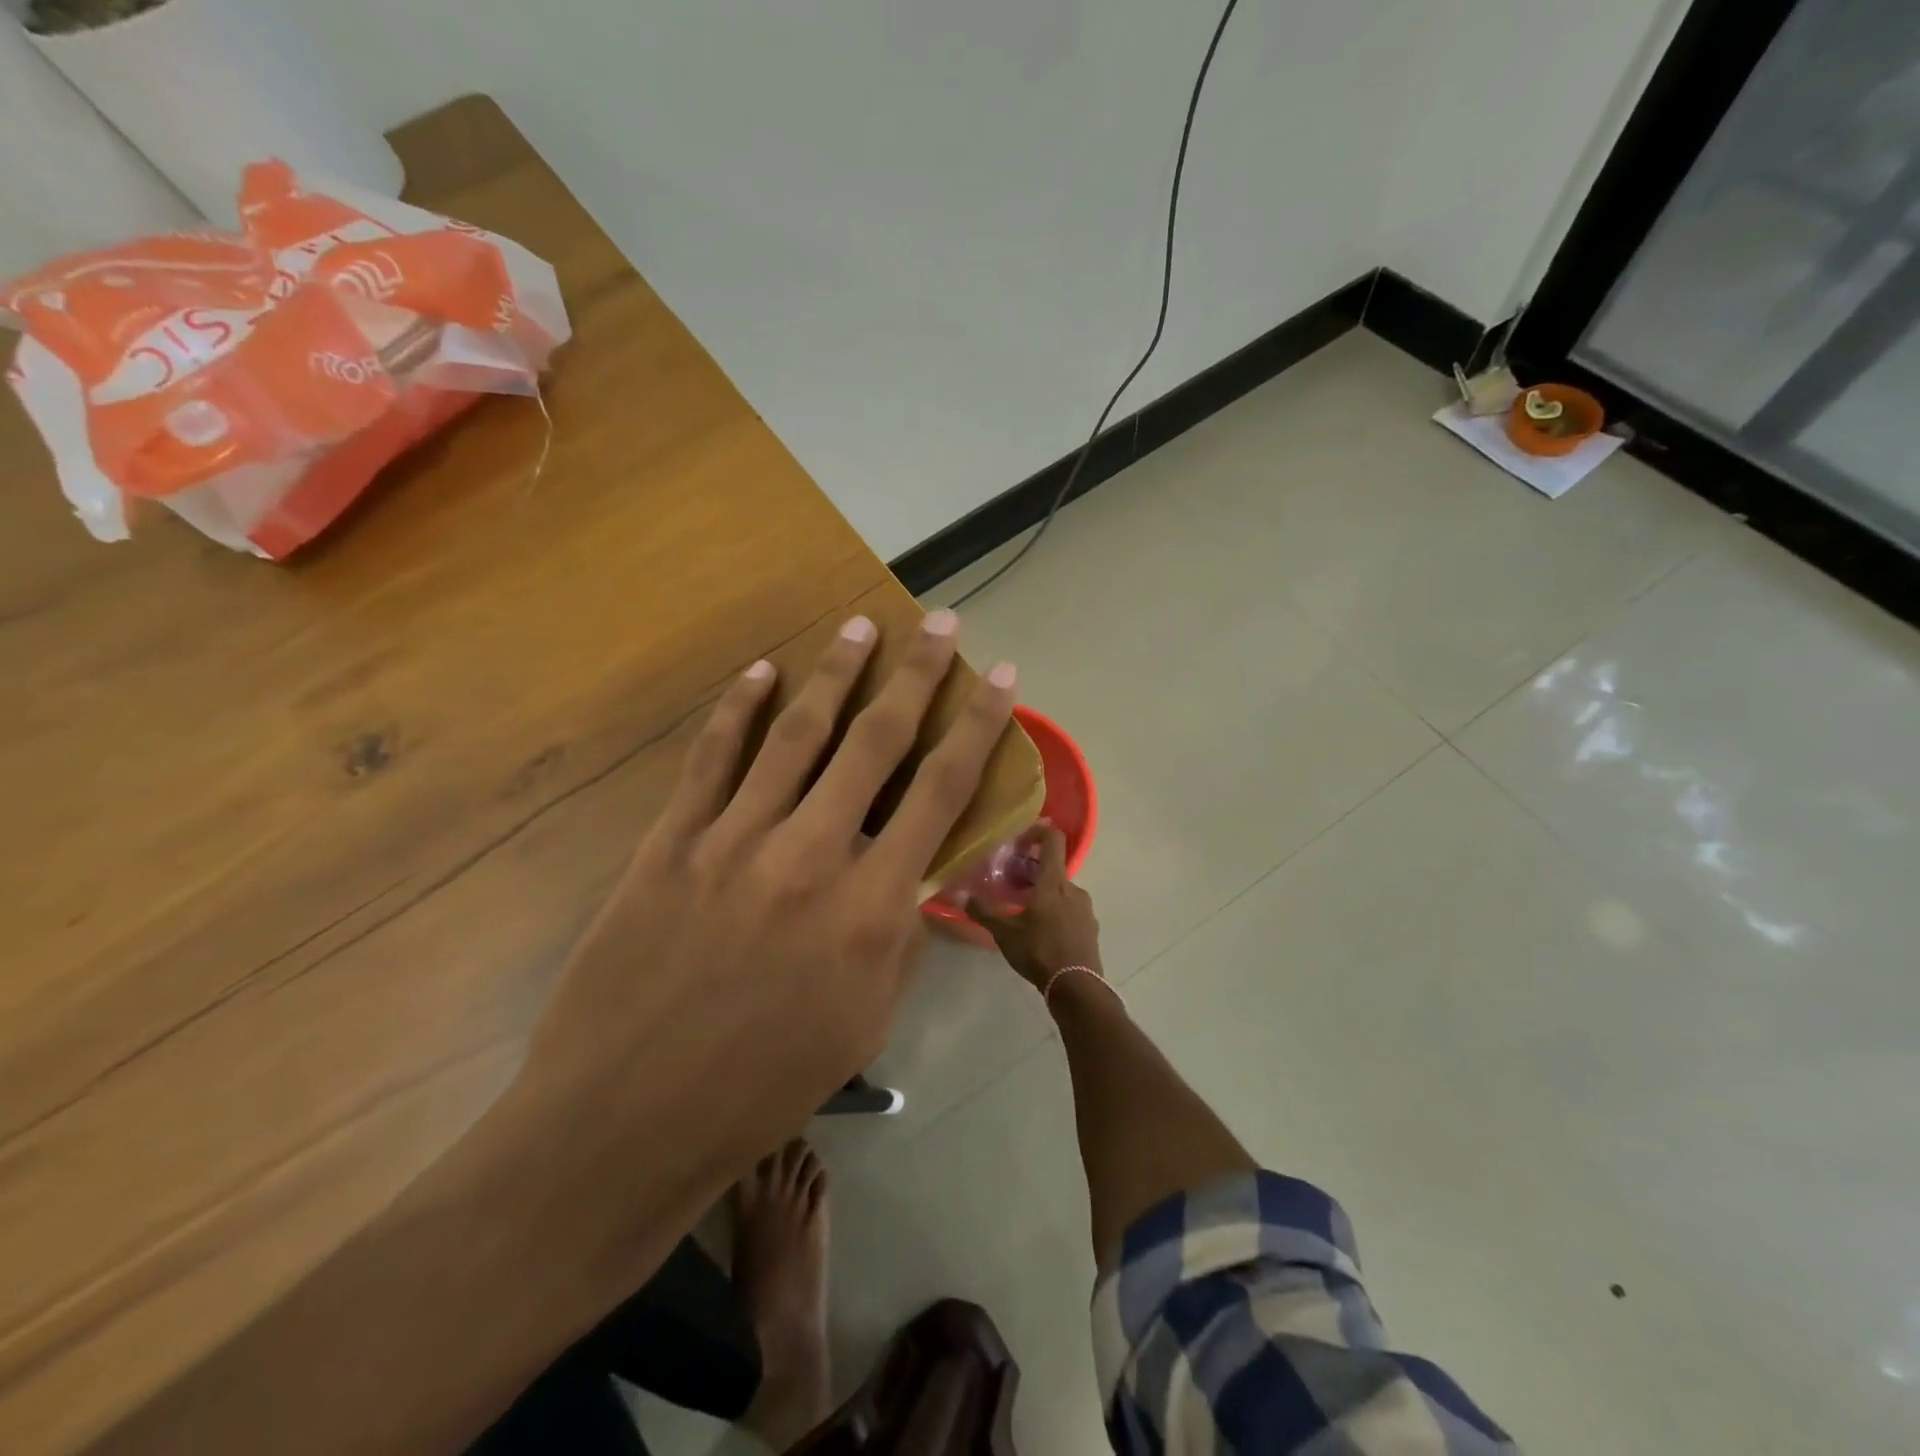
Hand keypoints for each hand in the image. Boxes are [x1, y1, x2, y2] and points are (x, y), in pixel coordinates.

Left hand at [518, 610, 1018, 1177]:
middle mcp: (811, 854)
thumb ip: (897, 937)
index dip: (979, 725)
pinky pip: (711, 759)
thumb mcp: (865, 1022)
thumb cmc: (764, 1087)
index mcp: (870, 908)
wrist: (626, 1120)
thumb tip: (913, 876)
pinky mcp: (671, 842)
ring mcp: (734, 840)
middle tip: (940, 621)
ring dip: (835, 672)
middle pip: (876, 741)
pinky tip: (760, 673)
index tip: (1002, 677)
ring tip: (861, 625)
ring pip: (797, 733)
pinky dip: (738, 709)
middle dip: (917, 674)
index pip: (942, 792)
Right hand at [968, 824, 1102, 992]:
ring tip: (1026, 914)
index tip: (1023, 838)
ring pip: (1063, 892)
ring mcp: (1086, 909)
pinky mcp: (1091, 928)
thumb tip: (961, 895)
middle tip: (1013, 887)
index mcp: (1054, 882)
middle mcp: (1074, 889)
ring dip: (1046, 896)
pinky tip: (1043, 934)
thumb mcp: (1005, 932)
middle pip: (1054, 869)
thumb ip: (984, 911)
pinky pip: (1072, 911)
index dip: (1040, 831)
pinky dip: (1057, 914)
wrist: (1077, 987)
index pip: (1054, 840)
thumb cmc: (1039, 951)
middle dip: (1034, 873)